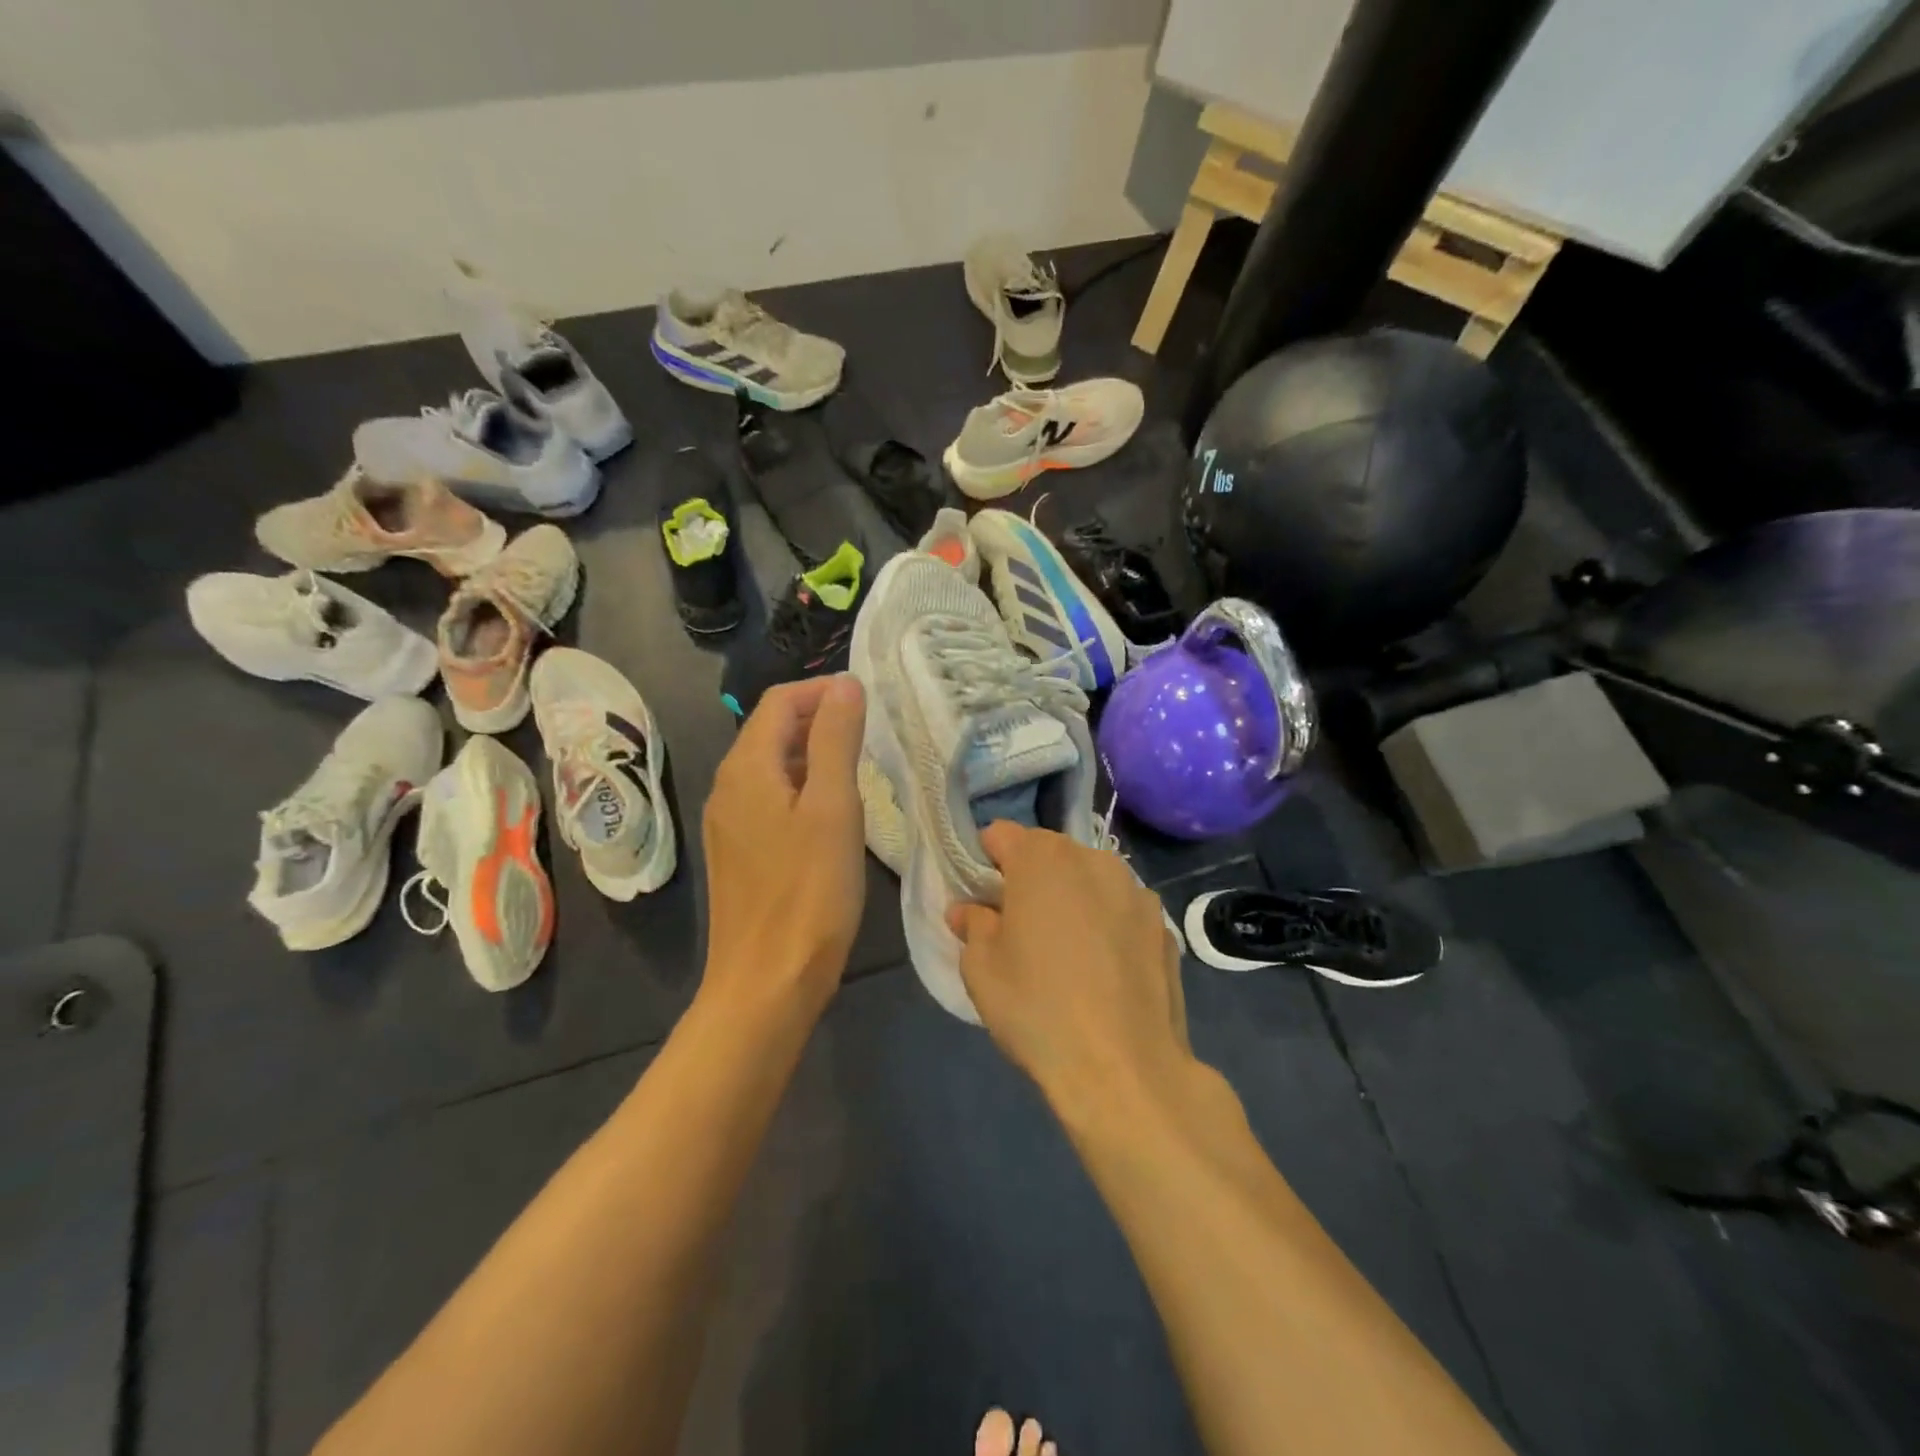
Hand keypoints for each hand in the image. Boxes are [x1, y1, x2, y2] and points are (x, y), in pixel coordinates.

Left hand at [702, 676, 866, 1012]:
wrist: (767, 982)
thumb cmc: (809, 892)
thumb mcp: (834, 807)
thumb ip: (837, 738)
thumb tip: (844, 683)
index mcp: (746, 767)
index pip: (779, 701)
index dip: (822, 690)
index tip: (868, 702)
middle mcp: (728, 786)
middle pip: (772, 730)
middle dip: (819, 719)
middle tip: (871, 735)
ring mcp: (729, 822)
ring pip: (772, 766)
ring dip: (813, 755)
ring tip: (860, 770)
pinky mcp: (739, 852)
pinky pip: (769, 799)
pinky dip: (802, 788)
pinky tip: (832, 814)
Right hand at [947, 824, 1189, 1117]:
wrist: (1125, 1068)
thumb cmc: (1038, 1008)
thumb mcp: (982, 969)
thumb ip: (973, 926)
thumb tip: (969, 910)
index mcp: (1043, 859)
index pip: (1001, 835)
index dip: (985, 862)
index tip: (981, 899)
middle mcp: (1093, 860)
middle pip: (1049, 854)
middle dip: (1030, 880)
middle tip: (1019, 929)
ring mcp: (1136, 891)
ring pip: (1089, 881)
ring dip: (1072, 899)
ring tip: (1066, 952)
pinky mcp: (1164, 925)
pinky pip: (1121, 911)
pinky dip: (1107, 925)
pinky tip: (1104, 972)